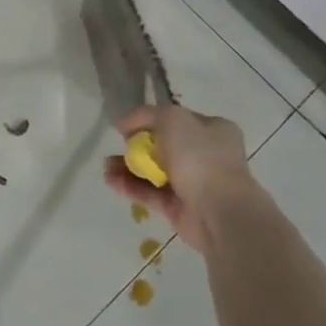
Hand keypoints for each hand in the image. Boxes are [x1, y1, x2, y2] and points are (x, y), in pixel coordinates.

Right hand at [102, 104, 255, 256]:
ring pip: (155, 171)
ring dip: (129, 167)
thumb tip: (125, 123)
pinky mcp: (179, 208)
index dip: (151, 119)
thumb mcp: (173, 119)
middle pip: (164, 146)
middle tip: (118, 146)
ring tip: (106, 166)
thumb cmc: (200, 157)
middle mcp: (206, 155)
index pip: (178, 119)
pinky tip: (110, 180)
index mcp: (214, 130)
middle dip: (137, 145)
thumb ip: (147, 114)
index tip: (128, 125)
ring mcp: (193, 183)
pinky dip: (130, 186)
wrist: (219, 211)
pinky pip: (151, 193)